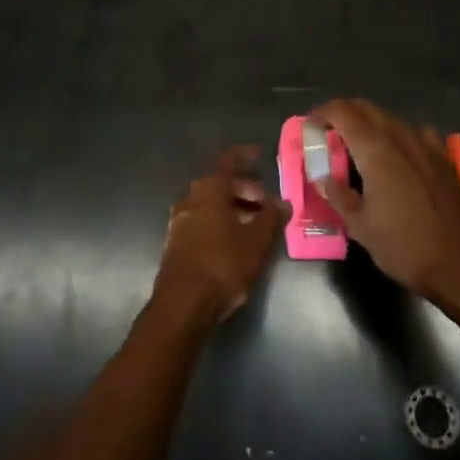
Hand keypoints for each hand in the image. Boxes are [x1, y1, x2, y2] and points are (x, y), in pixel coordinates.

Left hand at [153, 147, 287, 326]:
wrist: (183, 305)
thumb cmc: (223, 264)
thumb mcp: (256, 242)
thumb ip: (271, 218)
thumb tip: (283, 203)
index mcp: (209, 188)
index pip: (229, 161)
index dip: (245, 156)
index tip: (259, 155)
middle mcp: (191, 197)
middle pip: (220, 184)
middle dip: (244, 189)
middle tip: (265, 203)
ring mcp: (180, 220)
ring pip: (210, 204)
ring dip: (233, 208)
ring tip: (255, 224)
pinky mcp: (176, 242)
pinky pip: (202, 221)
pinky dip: (220, 222)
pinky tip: (235, 241)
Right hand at [312, 98, 459, 308]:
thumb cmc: (404, 246)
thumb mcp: (360, 226)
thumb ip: (337, 195)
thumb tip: (323, 177)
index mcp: (375, 149)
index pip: (343, 111)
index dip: (323, 113)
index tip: (311, 126)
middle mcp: (400, 136)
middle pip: (366, 108)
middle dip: (344, 114)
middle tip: (330, 135)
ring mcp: (425, 144)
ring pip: (390, 118)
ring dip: (369, 124)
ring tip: (359, 148)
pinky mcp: (443, 157)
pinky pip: (414, 133)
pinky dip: (397, 136)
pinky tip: (397, 157)